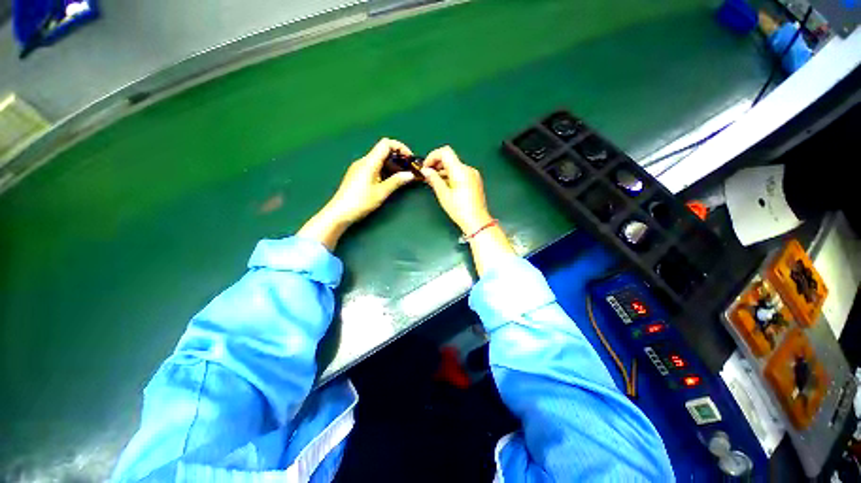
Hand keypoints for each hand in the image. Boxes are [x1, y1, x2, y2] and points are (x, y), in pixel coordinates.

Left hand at [298, 138, 415, 249]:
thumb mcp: (381, 192)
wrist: (339, 212)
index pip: (386, 143)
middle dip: (397, 158)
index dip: (400, 147)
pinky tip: (386, 182)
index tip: (409, 158)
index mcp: (370, 161)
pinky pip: (372, 166)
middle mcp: (363, 161)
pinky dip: (382, 170)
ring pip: (377, 159)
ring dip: (390, 165)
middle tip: (407, 170)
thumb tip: (410, 175)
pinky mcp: (355, 174)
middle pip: (383, 151)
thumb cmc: (360, 202)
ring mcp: (358, 167)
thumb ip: (397, 181)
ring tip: (399, 178)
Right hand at [420, 146, 493, 233]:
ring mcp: (472, 174)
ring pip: (454, 165)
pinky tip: (443, 184)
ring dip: (442, 170)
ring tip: (433, 181)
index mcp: (460, 170)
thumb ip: (433, 179)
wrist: (477, 221)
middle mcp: (468, 169)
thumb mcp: (443, 194)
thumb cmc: (460, 209)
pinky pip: (460, 172)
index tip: (425, 167)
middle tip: (426, 175)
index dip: (433, 156)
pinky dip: (450, 175)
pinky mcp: (474, 180)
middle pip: (449, 158)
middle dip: (436, 164)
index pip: (445, 152)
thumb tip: (425, 170)